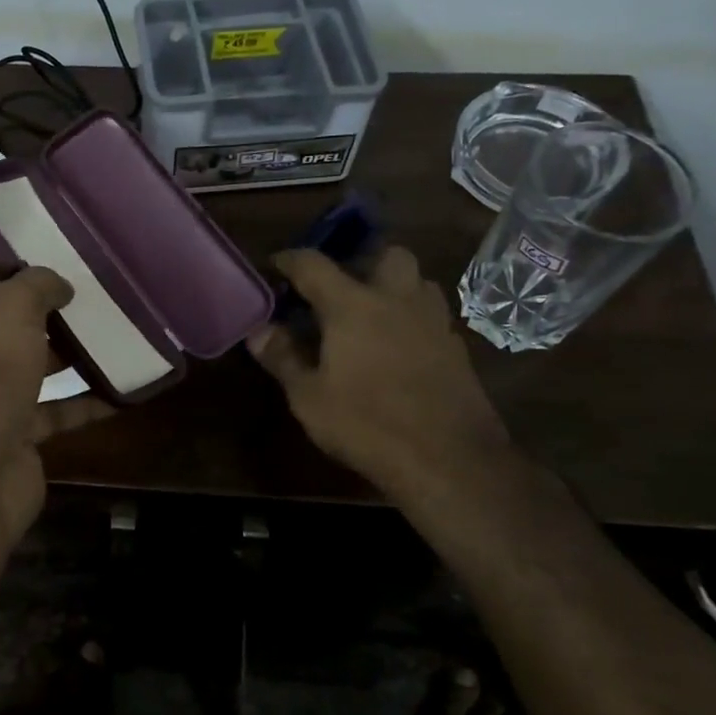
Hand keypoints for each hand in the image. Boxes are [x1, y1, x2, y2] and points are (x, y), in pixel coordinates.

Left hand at [0, 265, 111, 540]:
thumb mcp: (8, 311)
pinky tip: (122, 390)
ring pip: (33, 365)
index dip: (11, 268)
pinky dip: (85, 402)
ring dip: (70, 353)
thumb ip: (35, 286)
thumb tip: (57, 284)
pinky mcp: (13, 435)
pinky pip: (54, 410)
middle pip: (7, 323)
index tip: (57, 261)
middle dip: (48, 310)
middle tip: (95, 295)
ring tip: (116, 333)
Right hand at [248, 247, 512, 507]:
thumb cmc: (366, 424)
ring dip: (394, 287)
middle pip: (387, 254)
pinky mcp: (457, 349)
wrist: (447, 460)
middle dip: (362, 261)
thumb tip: (258, 331)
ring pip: (417, 282)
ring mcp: (433, 323)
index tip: (275, 266)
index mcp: (353, 305)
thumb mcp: (309, 397)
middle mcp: (397, 301)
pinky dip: (412, 321)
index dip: (290, 260)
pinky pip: (431, 318)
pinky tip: (398, 349)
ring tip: (371, 315)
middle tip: (340, 289)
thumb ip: (283, 358)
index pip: (314, 265)